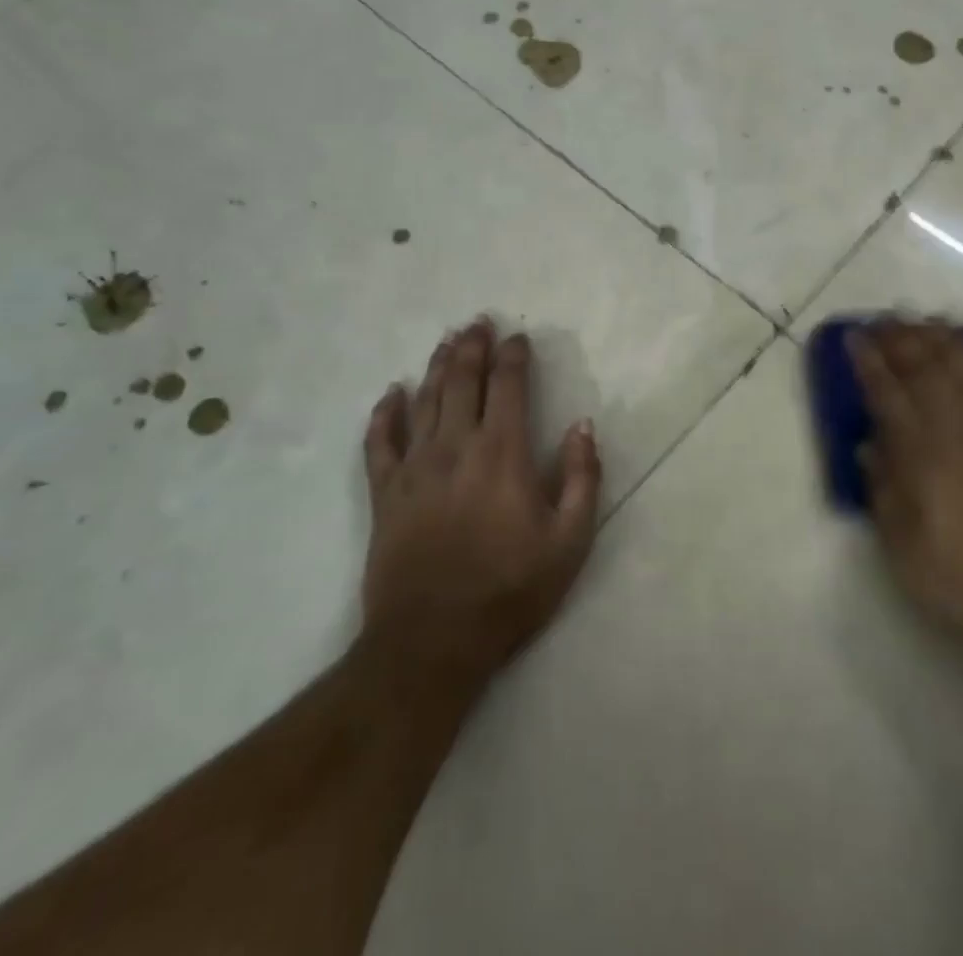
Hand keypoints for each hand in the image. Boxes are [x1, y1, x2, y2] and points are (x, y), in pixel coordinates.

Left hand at [361, 318, 601, 703]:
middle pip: (462, 380)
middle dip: (473, 346)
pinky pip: (379, 441)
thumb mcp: (570, 541)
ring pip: (424, 400)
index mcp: (502, 452)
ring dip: (437, 366)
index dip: (514, 356)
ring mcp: (414, 467)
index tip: (518, 337)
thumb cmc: (510, 589)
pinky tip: (391, 393)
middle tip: (478, 322)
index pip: (508, 385)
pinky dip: (385, 413)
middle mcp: (455, 446)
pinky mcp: (385, 493)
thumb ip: (582, 477)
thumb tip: (582, 425)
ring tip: (447, 341)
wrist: (432, 641)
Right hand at [848, 319, 962, 682]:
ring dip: (942, 339)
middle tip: (882, 318)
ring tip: (923, 318)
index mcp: (927, 461)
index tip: (854, 338)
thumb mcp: (907, 554)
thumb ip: (884, 494)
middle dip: (902, 339)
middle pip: (929, 371)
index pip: (891, 397)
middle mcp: (962, 436)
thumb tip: (869, 445)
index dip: (870, 364)